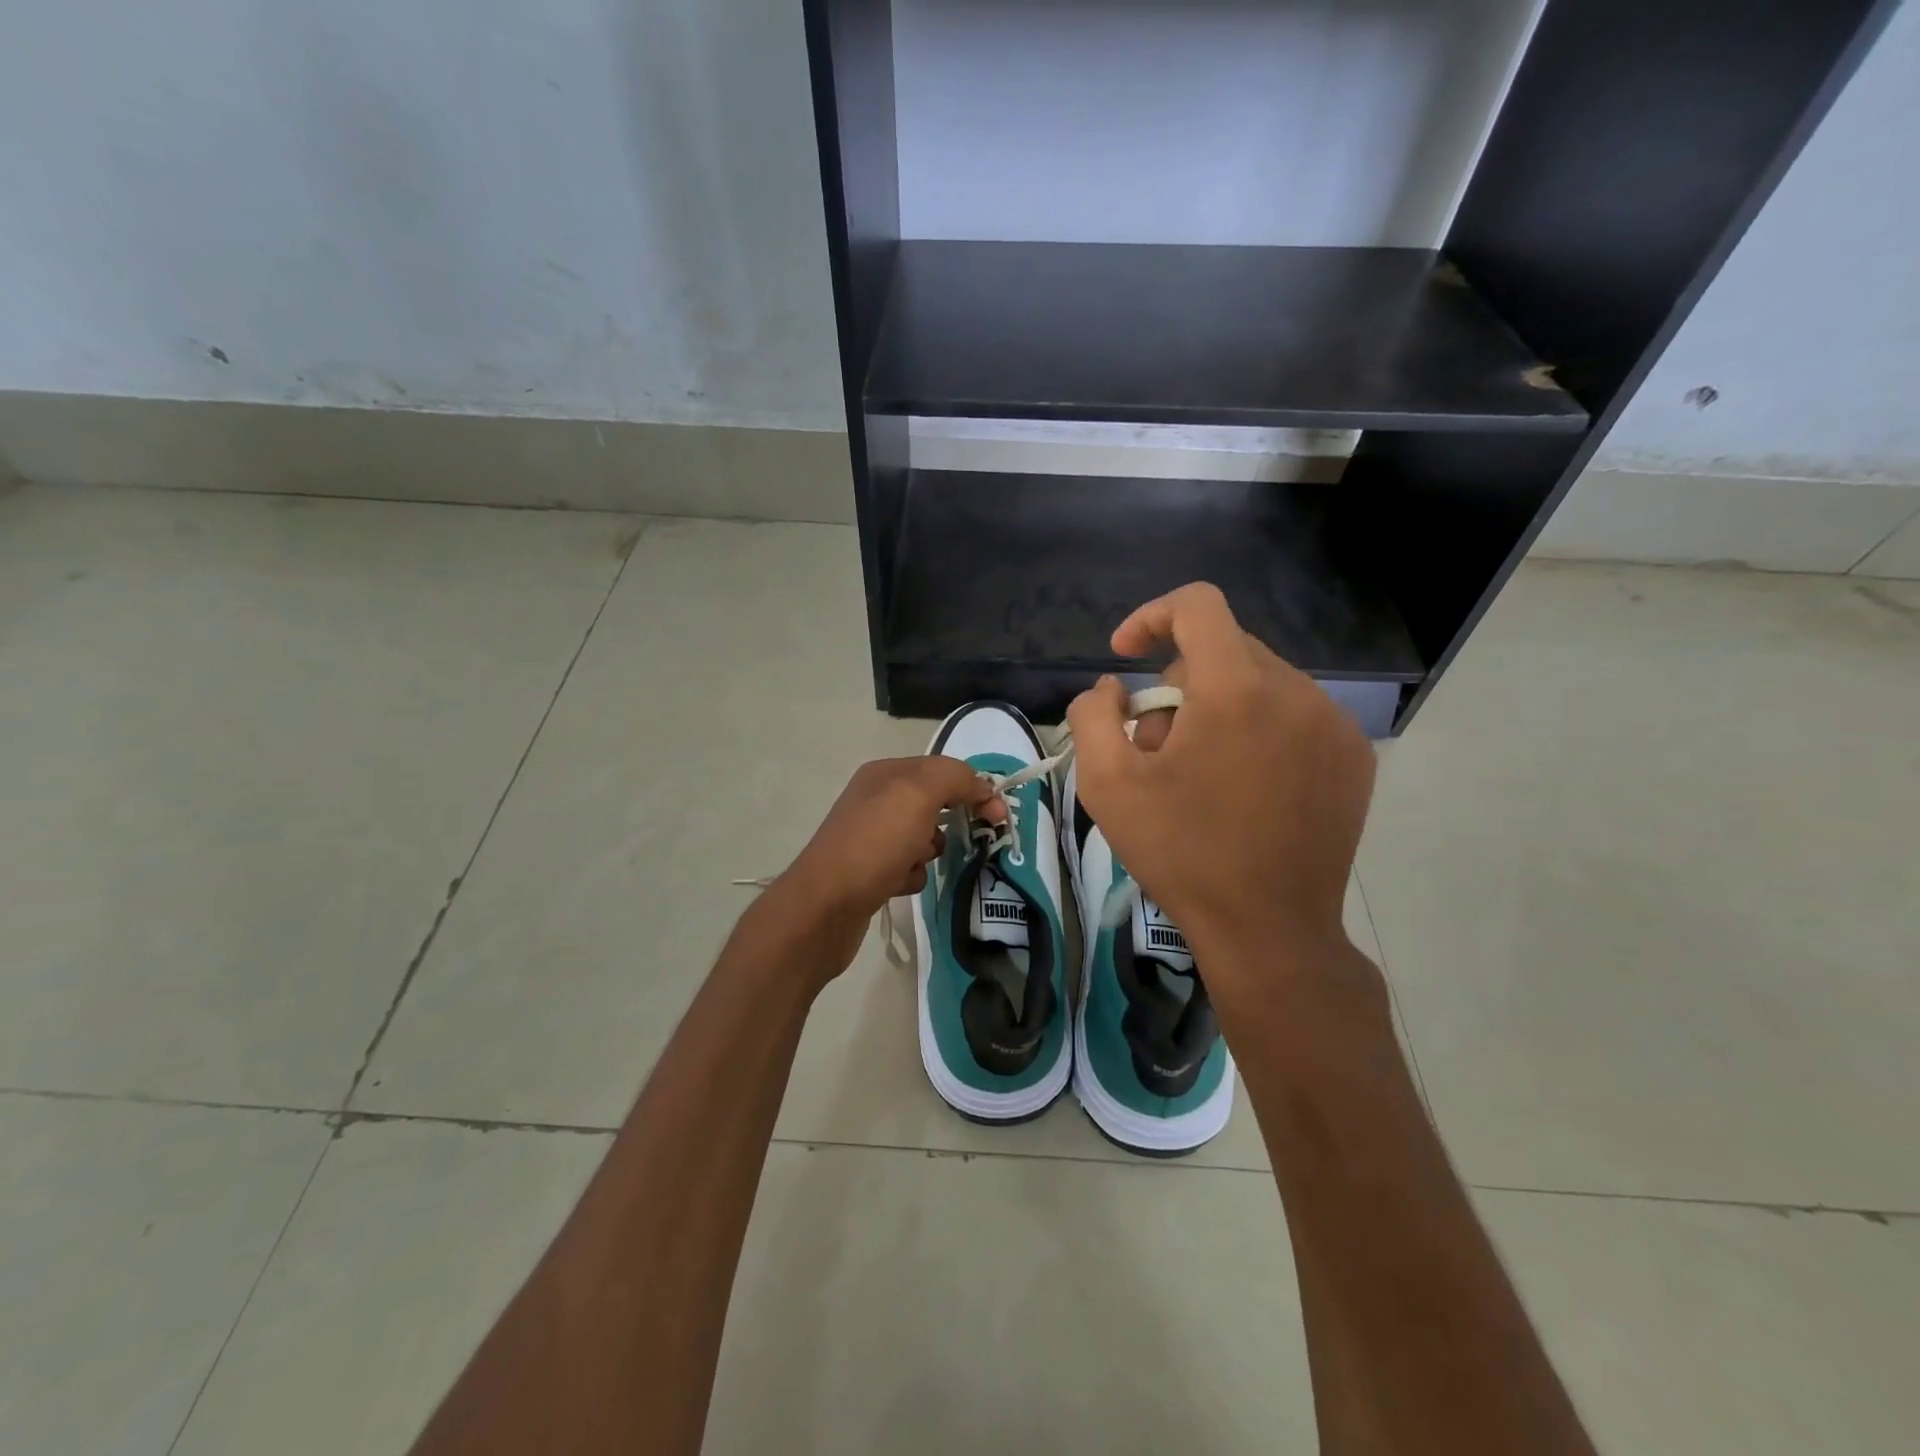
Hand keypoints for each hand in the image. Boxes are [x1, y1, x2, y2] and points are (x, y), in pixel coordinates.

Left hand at [765, 756, 1002, 977]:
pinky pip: (909, 867)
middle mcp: (877, 800)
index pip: (943, 769)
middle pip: (935, 803)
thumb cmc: (873, 844)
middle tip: (972, 838)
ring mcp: (871, 837)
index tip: (999, 816)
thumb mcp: (917, 795)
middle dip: (953, 820)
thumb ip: (953, 778)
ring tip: (917, 863)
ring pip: (924, 838)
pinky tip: (900, 884)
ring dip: (931, 851)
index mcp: (886, 774)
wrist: (824, 907)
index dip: (974, 787)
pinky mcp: (870, 872)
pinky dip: (912, 876)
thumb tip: (980, 785)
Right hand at [1065, 583, 1376, 1006]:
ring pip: (1260, 681)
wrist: (1269, 929)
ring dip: (1218, 706)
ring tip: (1199, 772)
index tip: (1124, 656)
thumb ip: (1092, 715)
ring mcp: (1334, 723)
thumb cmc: (1180, 853)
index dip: (1151, 616)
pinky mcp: (1354, 756)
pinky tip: (1244, 786)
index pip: (1198, 605)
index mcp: (1235, 689)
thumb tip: (1112, 688)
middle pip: (1225, 647)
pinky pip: (1295, 714)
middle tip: (1156, 744)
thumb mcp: (1107, 784)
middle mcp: (1296, 691)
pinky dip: (1259, 729)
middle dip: (1178, 681)